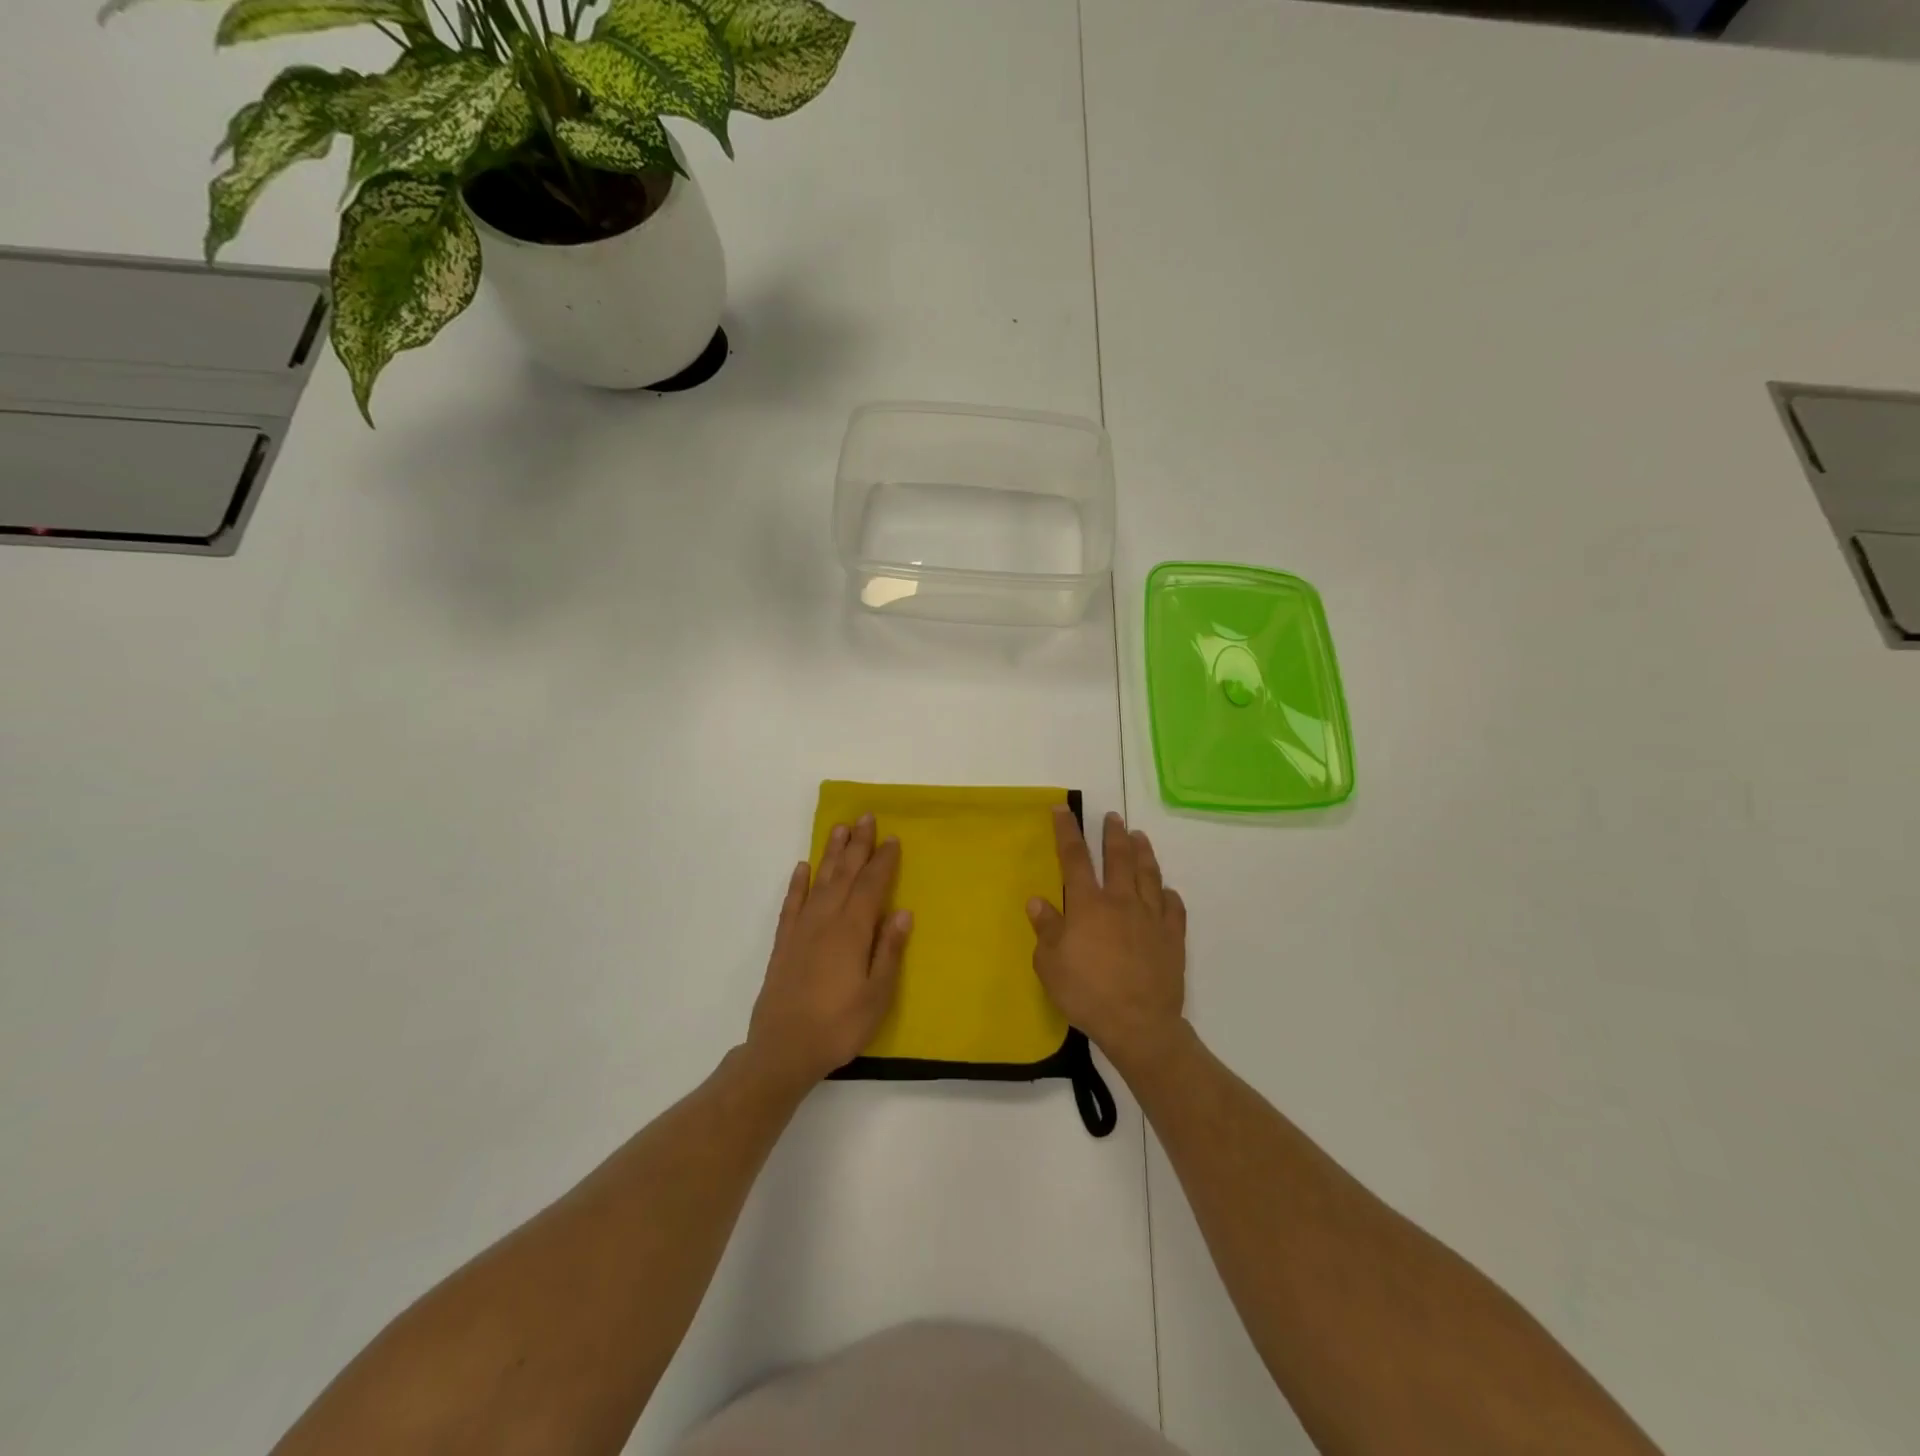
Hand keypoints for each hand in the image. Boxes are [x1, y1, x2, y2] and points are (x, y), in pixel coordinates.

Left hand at [746, 814, 911, 1093]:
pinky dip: (798, 883)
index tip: (892, 838)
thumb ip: (888, 950)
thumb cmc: (839, 1025)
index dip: (883, 861)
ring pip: (819, 881)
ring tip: (839, 829)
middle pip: (845, 874)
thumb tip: (902, 911)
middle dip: (857, 845)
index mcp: (852, 931)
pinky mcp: (784, 943)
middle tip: (866, 817)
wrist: (783, 1049)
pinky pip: (792, 903)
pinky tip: (802, 868)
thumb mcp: (877, 995)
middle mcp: (826, 921)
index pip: (872, 886)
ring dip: (830, 854)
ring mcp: (802, 930)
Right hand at [1028, 807, 1187, 1072]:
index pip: (1075, 858)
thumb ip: (1046, 929)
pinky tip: (1168, 891)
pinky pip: (1174, 908)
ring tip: (1140, 836)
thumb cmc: (1087, 994)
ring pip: (1149, 875)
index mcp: (1088, 905)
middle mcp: (1121, 902)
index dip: (1067, 831)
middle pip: (1118, 858)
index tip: (1063, 810)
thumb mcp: (1050, 965)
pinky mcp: (1173, 937)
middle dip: (1113, 834)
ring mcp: (1151, 918)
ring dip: (1143, 853)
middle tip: (1113, 817)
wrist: (1138, 1024)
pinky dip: (1170, 896)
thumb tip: (1037, 900)